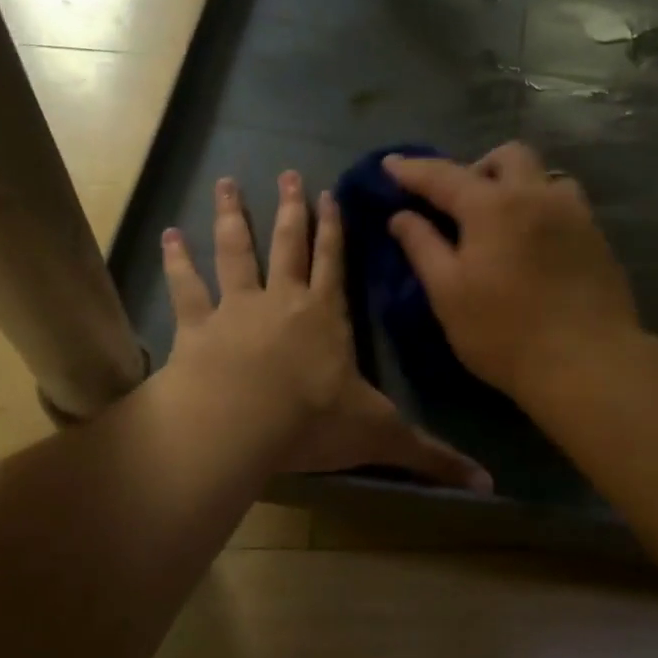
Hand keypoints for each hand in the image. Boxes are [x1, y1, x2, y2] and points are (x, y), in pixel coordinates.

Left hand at [160, 172, 491, 489]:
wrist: (241, 423)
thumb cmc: (314, 422)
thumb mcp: (382, 436)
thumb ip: (432, 455)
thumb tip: (489, 484)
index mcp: (326, 317)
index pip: (334, 263)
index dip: (333, 229)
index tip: (328, 194)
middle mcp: (284, 301)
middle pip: (288, 244)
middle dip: (290, 209)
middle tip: (286, 173)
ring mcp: (237, 308)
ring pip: (237, 251)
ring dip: (233, 217)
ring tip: (226, 183)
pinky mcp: (198, 326)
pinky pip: (187, 286)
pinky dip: (177, 261)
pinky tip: (169, 235)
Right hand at [383, 144, 640, 399]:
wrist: (587, 364)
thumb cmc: (504, 333)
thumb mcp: (448, 293)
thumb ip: (422, 247)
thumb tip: (401, 216)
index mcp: (493, 206)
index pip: (444, 176)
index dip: (413, 169)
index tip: (390, 164)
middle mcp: (537, 195)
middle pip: (508, 156)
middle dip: (478, 167)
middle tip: (460, 203)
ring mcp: (575, 214)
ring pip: (546, 175)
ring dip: (519, 184)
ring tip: (505, 220)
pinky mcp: (598, 238)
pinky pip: (566, 204)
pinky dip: (542, 208)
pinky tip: (535, 244)